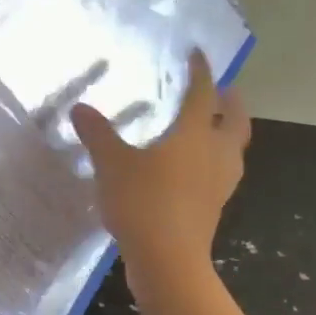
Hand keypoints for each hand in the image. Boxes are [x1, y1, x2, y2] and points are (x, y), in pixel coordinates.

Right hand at [70, 49, 250, 283]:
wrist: (167, 260)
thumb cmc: (143, 202)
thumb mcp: (112, 164)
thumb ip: (97, 134)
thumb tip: (80, 108)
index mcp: (194, 134)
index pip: (203, 93)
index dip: (201, 71)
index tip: (197, 54)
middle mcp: (215, 153)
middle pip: (235, 120)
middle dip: (231, 102)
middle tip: (223, 90)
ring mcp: (219, 183)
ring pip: (234, 148)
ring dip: (228, 132)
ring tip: (212, 126)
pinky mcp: (215, 206)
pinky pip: (221, 172)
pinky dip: (215, 160)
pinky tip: (195, 168)